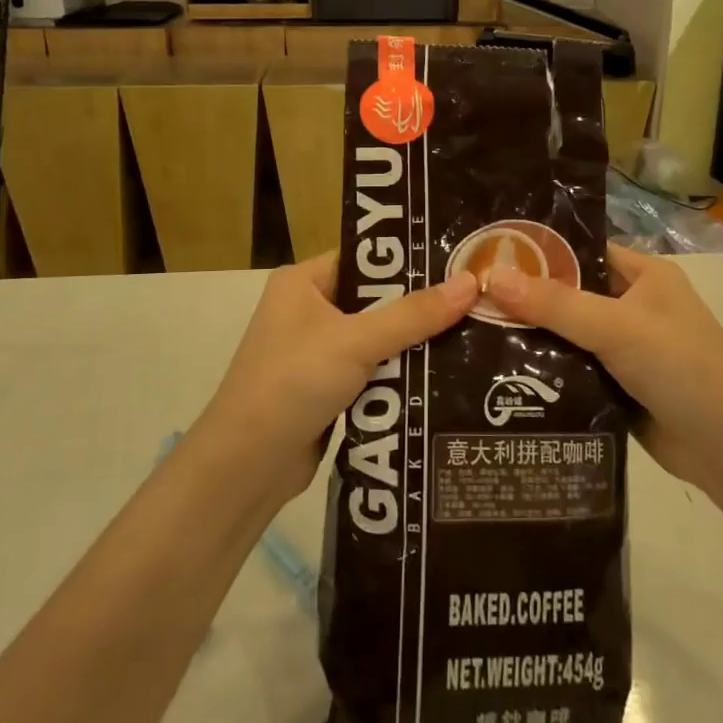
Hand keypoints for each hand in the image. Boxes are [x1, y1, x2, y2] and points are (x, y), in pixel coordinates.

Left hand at [195, 254, 478, 498]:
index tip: (458, 261)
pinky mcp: (325, 388)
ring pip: (377, 337)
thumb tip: (471, 282)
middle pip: (375, 298)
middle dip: (419, 305)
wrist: (247, 466)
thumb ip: (415, 314)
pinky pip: (372, 369)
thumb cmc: (294, 383)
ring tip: (471, 334)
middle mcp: (307, 309)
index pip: (365, 257)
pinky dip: (398, 373)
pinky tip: (441, 373)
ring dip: (413, 342)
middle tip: (475, 300)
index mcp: (303, 282)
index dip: (409, 259)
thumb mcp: (357, 341)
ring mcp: (315, 351)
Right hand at [486, 244, 722, 484]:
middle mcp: (633, 306)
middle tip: (469, 299)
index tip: (487, 257)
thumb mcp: (617, 326)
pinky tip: (500, 374)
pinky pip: (572, 370)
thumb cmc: (681, 367)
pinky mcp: (616, 387)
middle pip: (569, 295)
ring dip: (531, 339)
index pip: (582, 251)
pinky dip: (544, 373)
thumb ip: (555, 304)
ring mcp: (625, 349)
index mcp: (644, 275)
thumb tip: (491, 278)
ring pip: (567, 335)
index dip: (539, 253)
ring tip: (471, 333)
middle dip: (526, 300)